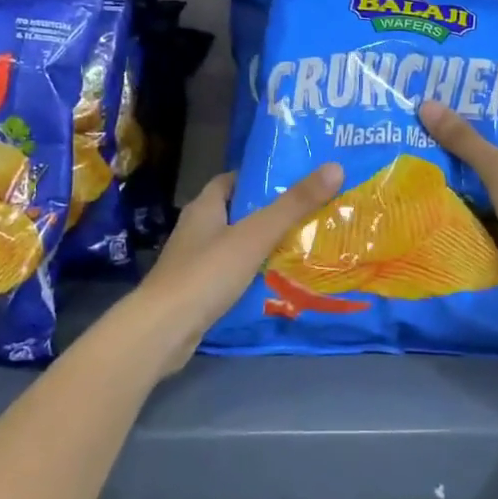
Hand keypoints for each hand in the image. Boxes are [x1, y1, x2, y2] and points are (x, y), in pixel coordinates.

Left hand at [131, 163, 343, 373]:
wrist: (163, 331)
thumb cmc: (207, 273)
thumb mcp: (256, 235)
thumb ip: (294, 205)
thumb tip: (335, 167)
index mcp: (205, 207)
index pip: (233, 180)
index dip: (261, 178)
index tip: (295, 180)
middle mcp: (196, 229)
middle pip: (237, 212)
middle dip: (269, 213)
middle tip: (309, 213)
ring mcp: (194, 262)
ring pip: (235, 245)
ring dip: (263, 245)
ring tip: (302, 245)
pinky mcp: (197, 291)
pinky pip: (231, 273)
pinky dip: (252, 273)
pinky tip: (277, 280)